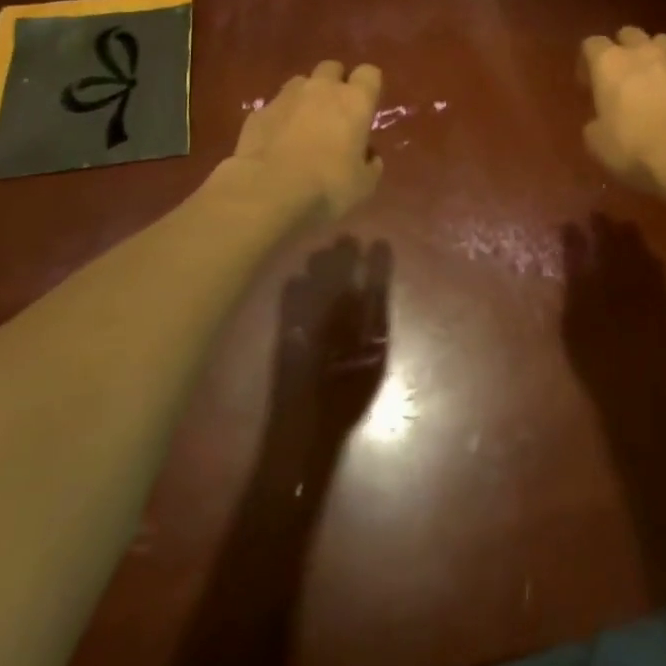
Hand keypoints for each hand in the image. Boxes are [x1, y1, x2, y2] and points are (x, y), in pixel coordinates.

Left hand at [229, 61, 383, 221]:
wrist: (267, 193)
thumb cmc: (327, 187)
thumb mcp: (364, 185)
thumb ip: (370, 164)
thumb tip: (368, 155)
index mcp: (354, 101)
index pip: (369, 73)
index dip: (369, 87)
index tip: (367, 107)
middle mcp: (321, 89)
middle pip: (332, 68)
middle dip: (335, 84)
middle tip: (335, 114)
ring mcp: (286, 97)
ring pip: (300, 83)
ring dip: (305, 98)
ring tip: (304, 126)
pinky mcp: (257, 113)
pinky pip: (274, 107)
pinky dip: (279, 119)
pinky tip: (276, 144)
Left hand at [269, 237, 391, 452]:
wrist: (305, 427)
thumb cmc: (347, 398)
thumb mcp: (374, 362)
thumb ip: (376, 323)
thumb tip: (375, 291)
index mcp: (361, 320)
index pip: (373, 280)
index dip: (377, 261)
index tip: (379, 243)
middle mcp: (334, 311)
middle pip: (340, 272)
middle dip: (344, 252)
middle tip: (347, 238)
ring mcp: (307, 317)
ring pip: (314, 278)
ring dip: (320, 262)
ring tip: (323, 252)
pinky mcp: (285, 328)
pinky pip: (289, 296)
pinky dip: (294, 284)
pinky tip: (296, 279)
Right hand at [561, 213, 665, 425]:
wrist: (638, 397)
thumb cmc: (596, 357)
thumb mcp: (574, 314)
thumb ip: (574, 270)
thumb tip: (571, 231)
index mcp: (611, 274)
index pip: (603, 240)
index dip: (595, 226)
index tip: (585, 215)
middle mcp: (636, 278)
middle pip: (627, 245)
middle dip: (616, 229)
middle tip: (604, 219)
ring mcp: (654, 295)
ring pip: (646, 257)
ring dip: (635, 242)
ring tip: (626, 231)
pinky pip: (661, 276)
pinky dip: (652, 262)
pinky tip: (651, 261)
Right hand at [578, 27, 665, 190]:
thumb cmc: (632, 146)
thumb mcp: (596, 142)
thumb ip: (595, 123)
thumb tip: (601, 121)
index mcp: (609, 62)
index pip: (592, 44)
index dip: (587, 62)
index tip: (588, 84)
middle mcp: (642, 52)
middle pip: (629, 34)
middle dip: (623, 49)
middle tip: (621, 77)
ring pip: (662, 43)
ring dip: (654, 56)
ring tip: (653, 80)